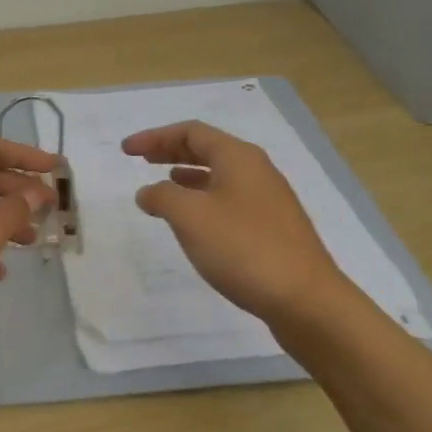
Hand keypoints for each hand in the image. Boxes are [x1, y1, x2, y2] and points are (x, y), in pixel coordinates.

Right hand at [121, 120, 346, 325]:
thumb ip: (162, 197)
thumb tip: (148, 191)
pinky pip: (230, 199)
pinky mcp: (272, 227)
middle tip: (142, 159)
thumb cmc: (243, 249)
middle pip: (207, 149)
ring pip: (219, 175)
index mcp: (238, 157)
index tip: (126, 150)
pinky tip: (195, 221)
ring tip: (164, 186)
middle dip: (171, 151)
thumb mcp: (191, 217)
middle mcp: (256, 170)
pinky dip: (204, 199)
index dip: (155, 137)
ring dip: (188, 176)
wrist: (305, 299)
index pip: (191, 132)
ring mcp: (268, 199)